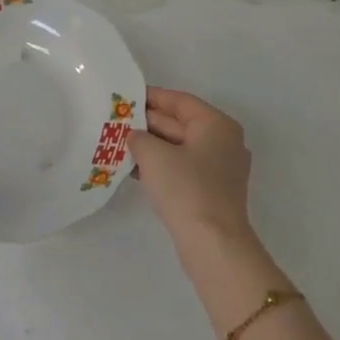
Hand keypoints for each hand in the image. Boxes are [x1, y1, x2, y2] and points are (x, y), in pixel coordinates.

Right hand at [128, 87, 254, 243]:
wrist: (213, 242)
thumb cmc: (186, 189)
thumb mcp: (154, 155)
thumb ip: (139, 137)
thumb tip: (135, 136)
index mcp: (216, 125)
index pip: (180, 101)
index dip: (151, 97)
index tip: (125, 97)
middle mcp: (223, 142)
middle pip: (180, 123)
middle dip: (148, 123)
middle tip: (116, 121)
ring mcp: (220, 168)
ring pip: (180, 148)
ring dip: (151, 146)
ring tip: (119, 144)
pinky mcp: (212, 191)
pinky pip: (182, 168)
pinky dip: (161, 165)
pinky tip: (135, 169)